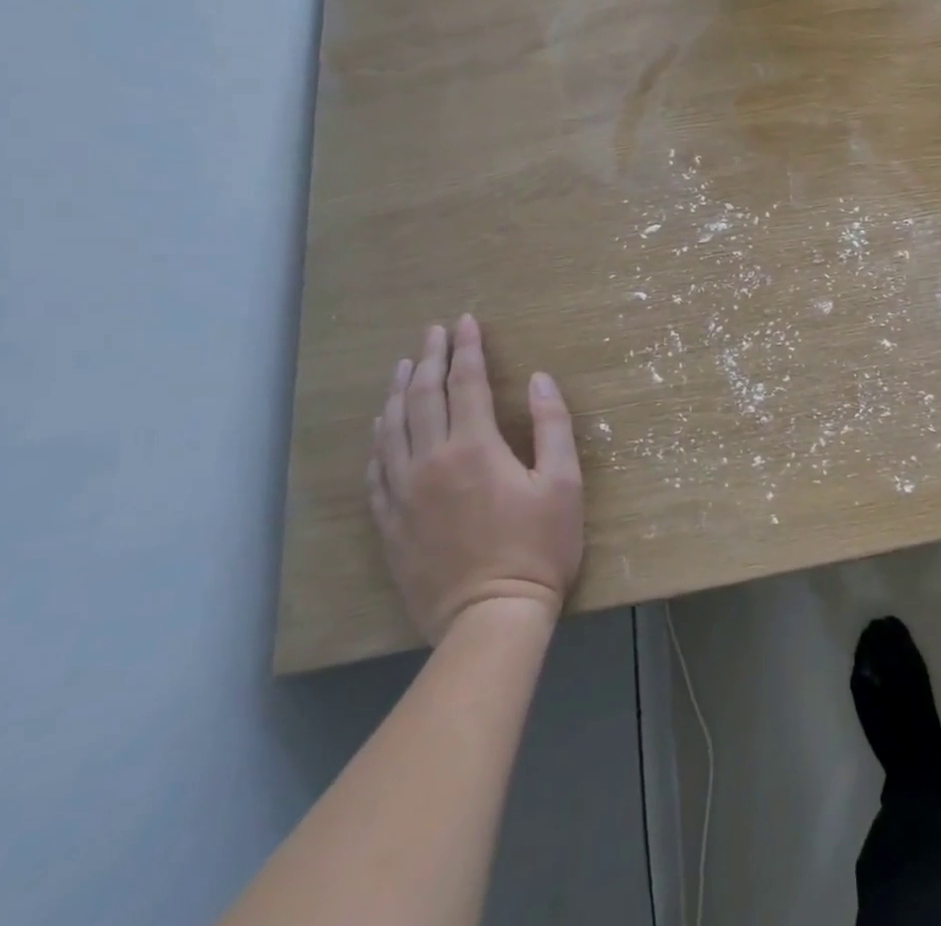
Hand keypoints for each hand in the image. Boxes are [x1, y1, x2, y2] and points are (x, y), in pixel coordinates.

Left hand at [368, 315, 584, 640]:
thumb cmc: (539, 547)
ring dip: (398, 392)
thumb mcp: (563, 483)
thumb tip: (540, 379)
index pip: (467, 383)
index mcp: (475, 448)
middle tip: (432, 332)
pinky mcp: (391, 523)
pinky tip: (382, 429)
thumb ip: (552, 425)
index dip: (468, 349)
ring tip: (402, 366)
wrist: (490, 618)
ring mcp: (404, 493)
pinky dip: (379, 440)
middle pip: (423, 397)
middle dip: (428, 358)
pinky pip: (376, 470)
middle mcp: (431, 461)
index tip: (466, 322)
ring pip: (392, 429)